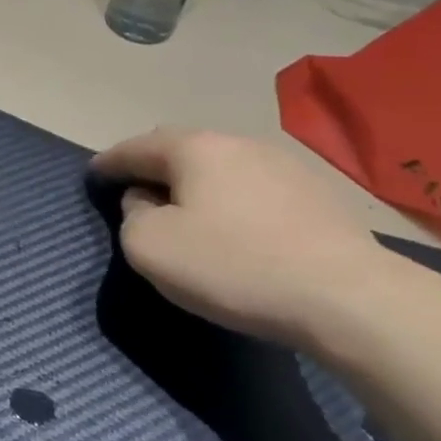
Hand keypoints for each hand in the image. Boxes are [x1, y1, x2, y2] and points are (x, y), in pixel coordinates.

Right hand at [91, 129, 392, 343]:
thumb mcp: (151, 248)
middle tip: (135, 190)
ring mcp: (282, 164)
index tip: (93, 173)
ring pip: (220, 165)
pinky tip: (235, 228)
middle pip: (180, 148)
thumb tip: (145, 200)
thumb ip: (131, 216)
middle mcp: (237, 143)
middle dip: (152, 166)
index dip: (109, 161)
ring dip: (195, 183)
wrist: (347, 297)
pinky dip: (230, 199)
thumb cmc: (233, 266)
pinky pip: (252, 187)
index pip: (136, 147)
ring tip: (186, 211)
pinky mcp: (314, 193)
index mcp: (194, 148)